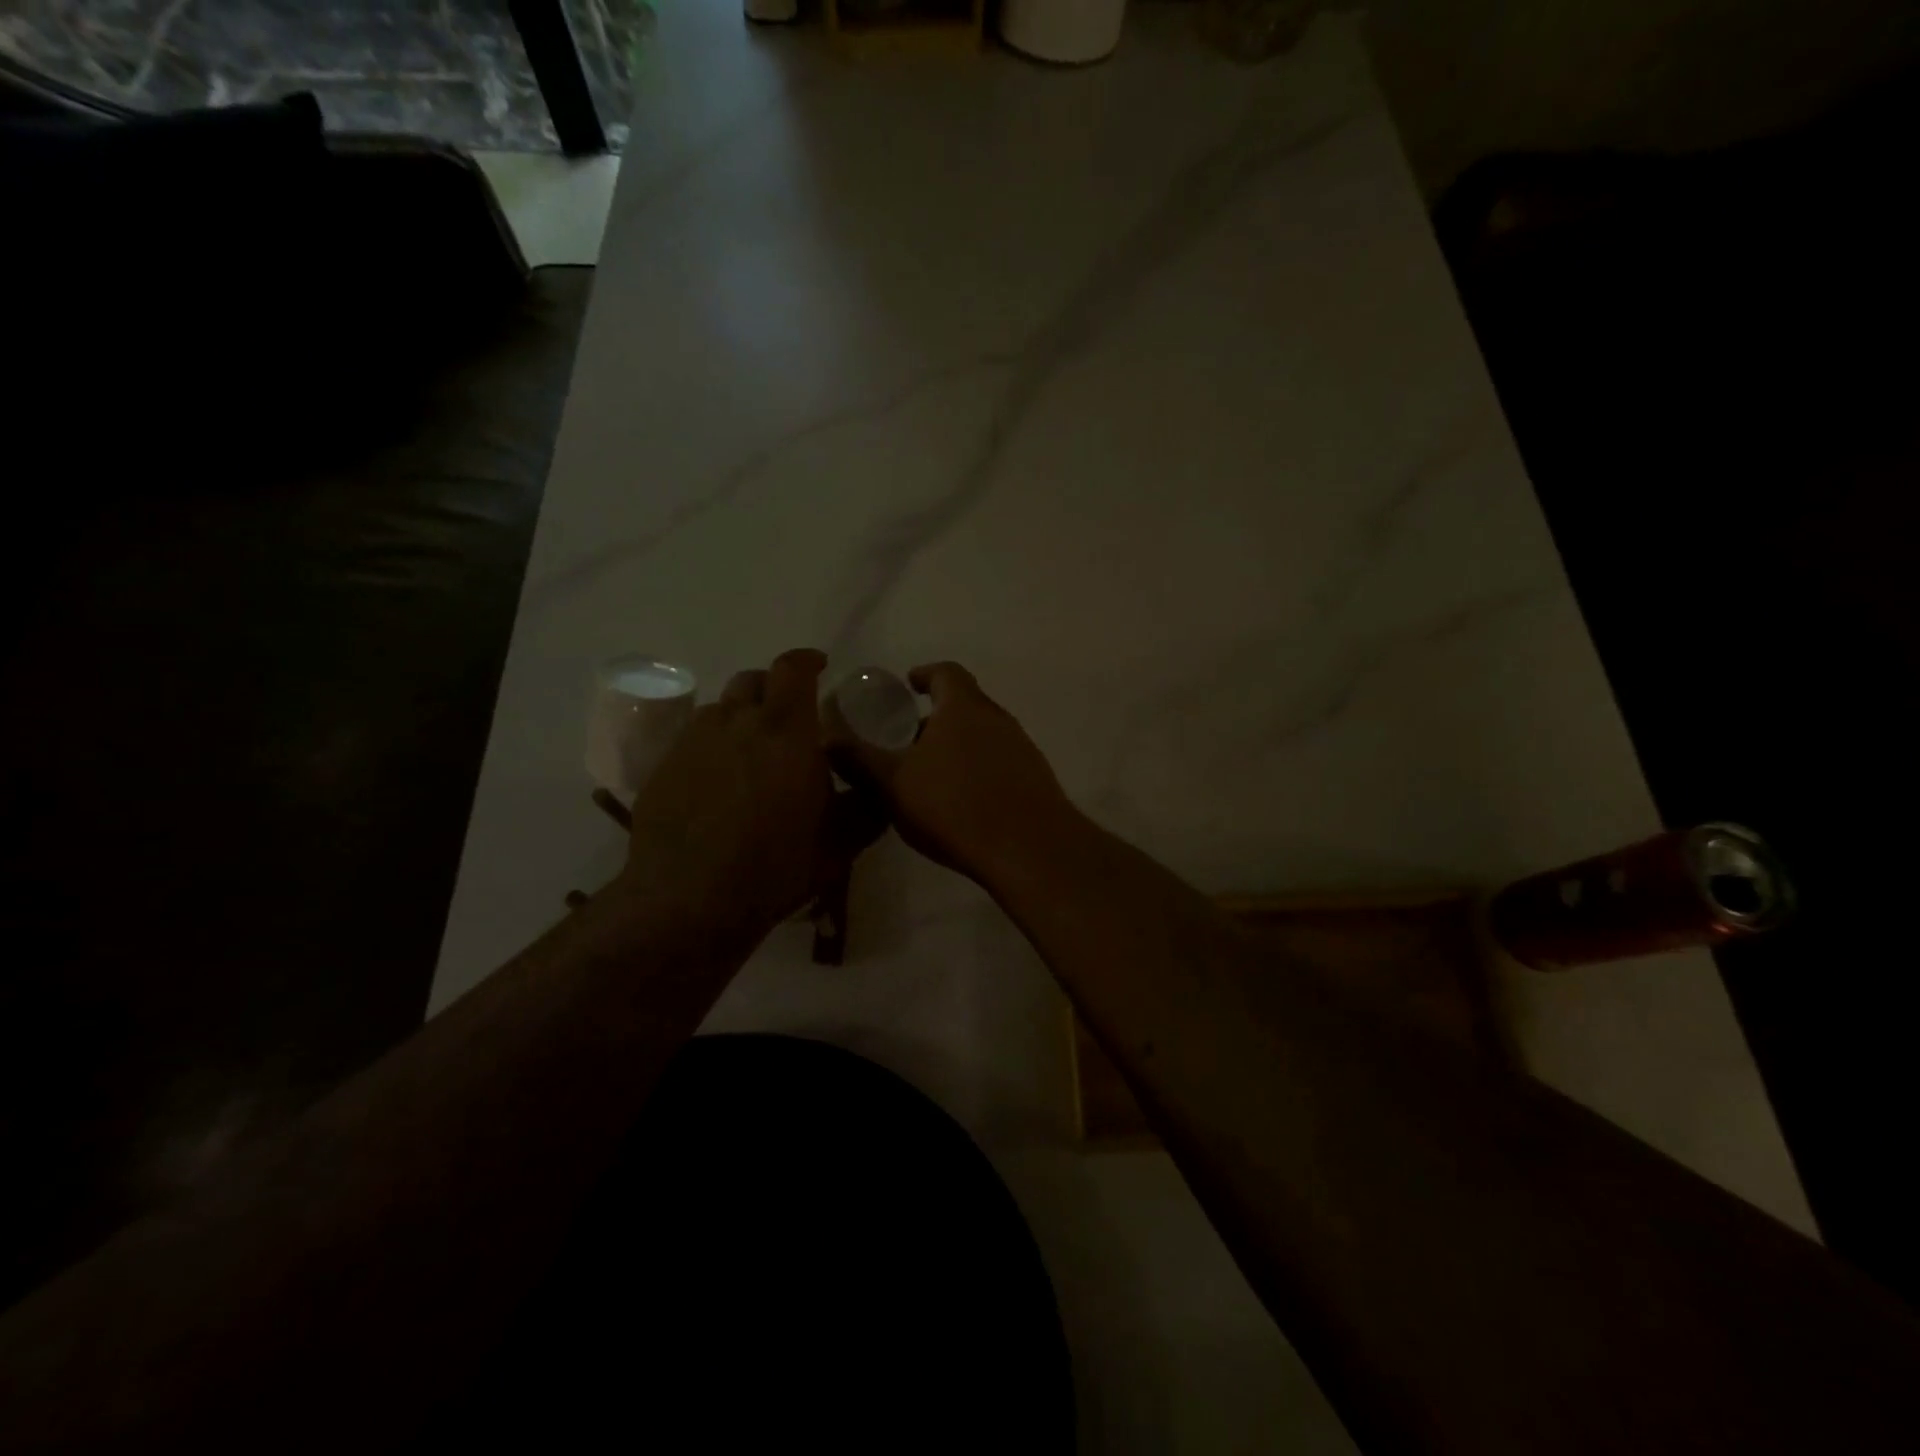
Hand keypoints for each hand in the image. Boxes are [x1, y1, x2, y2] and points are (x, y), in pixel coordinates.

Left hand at [615, 649, 884, 945]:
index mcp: (785, 730)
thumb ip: (867, 806)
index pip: (792, 669)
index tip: (819, 667)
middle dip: (773, 687)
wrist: (690, 901)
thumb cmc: (776, 866)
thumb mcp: (842, 842)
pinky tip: (718, 780)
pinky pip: (692, 739)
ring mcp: (693, 743)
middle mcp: (736, 722)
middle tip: (788, 714)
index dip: (807, 661)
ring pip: (719, 709)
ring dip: (740, 715)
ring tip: (751, 747)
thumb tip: (882, 786)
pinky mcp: (663, 768)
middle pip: (752, 680)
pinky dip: (712, 745)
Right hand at [827, 661, 1076, 884]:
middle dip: (938, 717)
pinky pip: (1000, 763)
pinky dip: (978, 770)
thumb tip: (827, 737)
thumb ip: (858, 758)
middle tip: (910, 739)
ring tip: (932, 774)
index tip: (908, 685)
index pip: (945, 673)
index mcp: (964, 707)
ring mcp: (1022, 748)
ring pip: (984, 735)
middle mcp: (998, 718)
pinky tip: (963, 801)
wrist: (1029, 849)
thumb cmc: (954, 806)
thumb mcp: (893, 783)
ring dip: (959, 746)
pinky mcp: (1036, 779)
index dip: (925, 674)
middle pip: (966, 704)